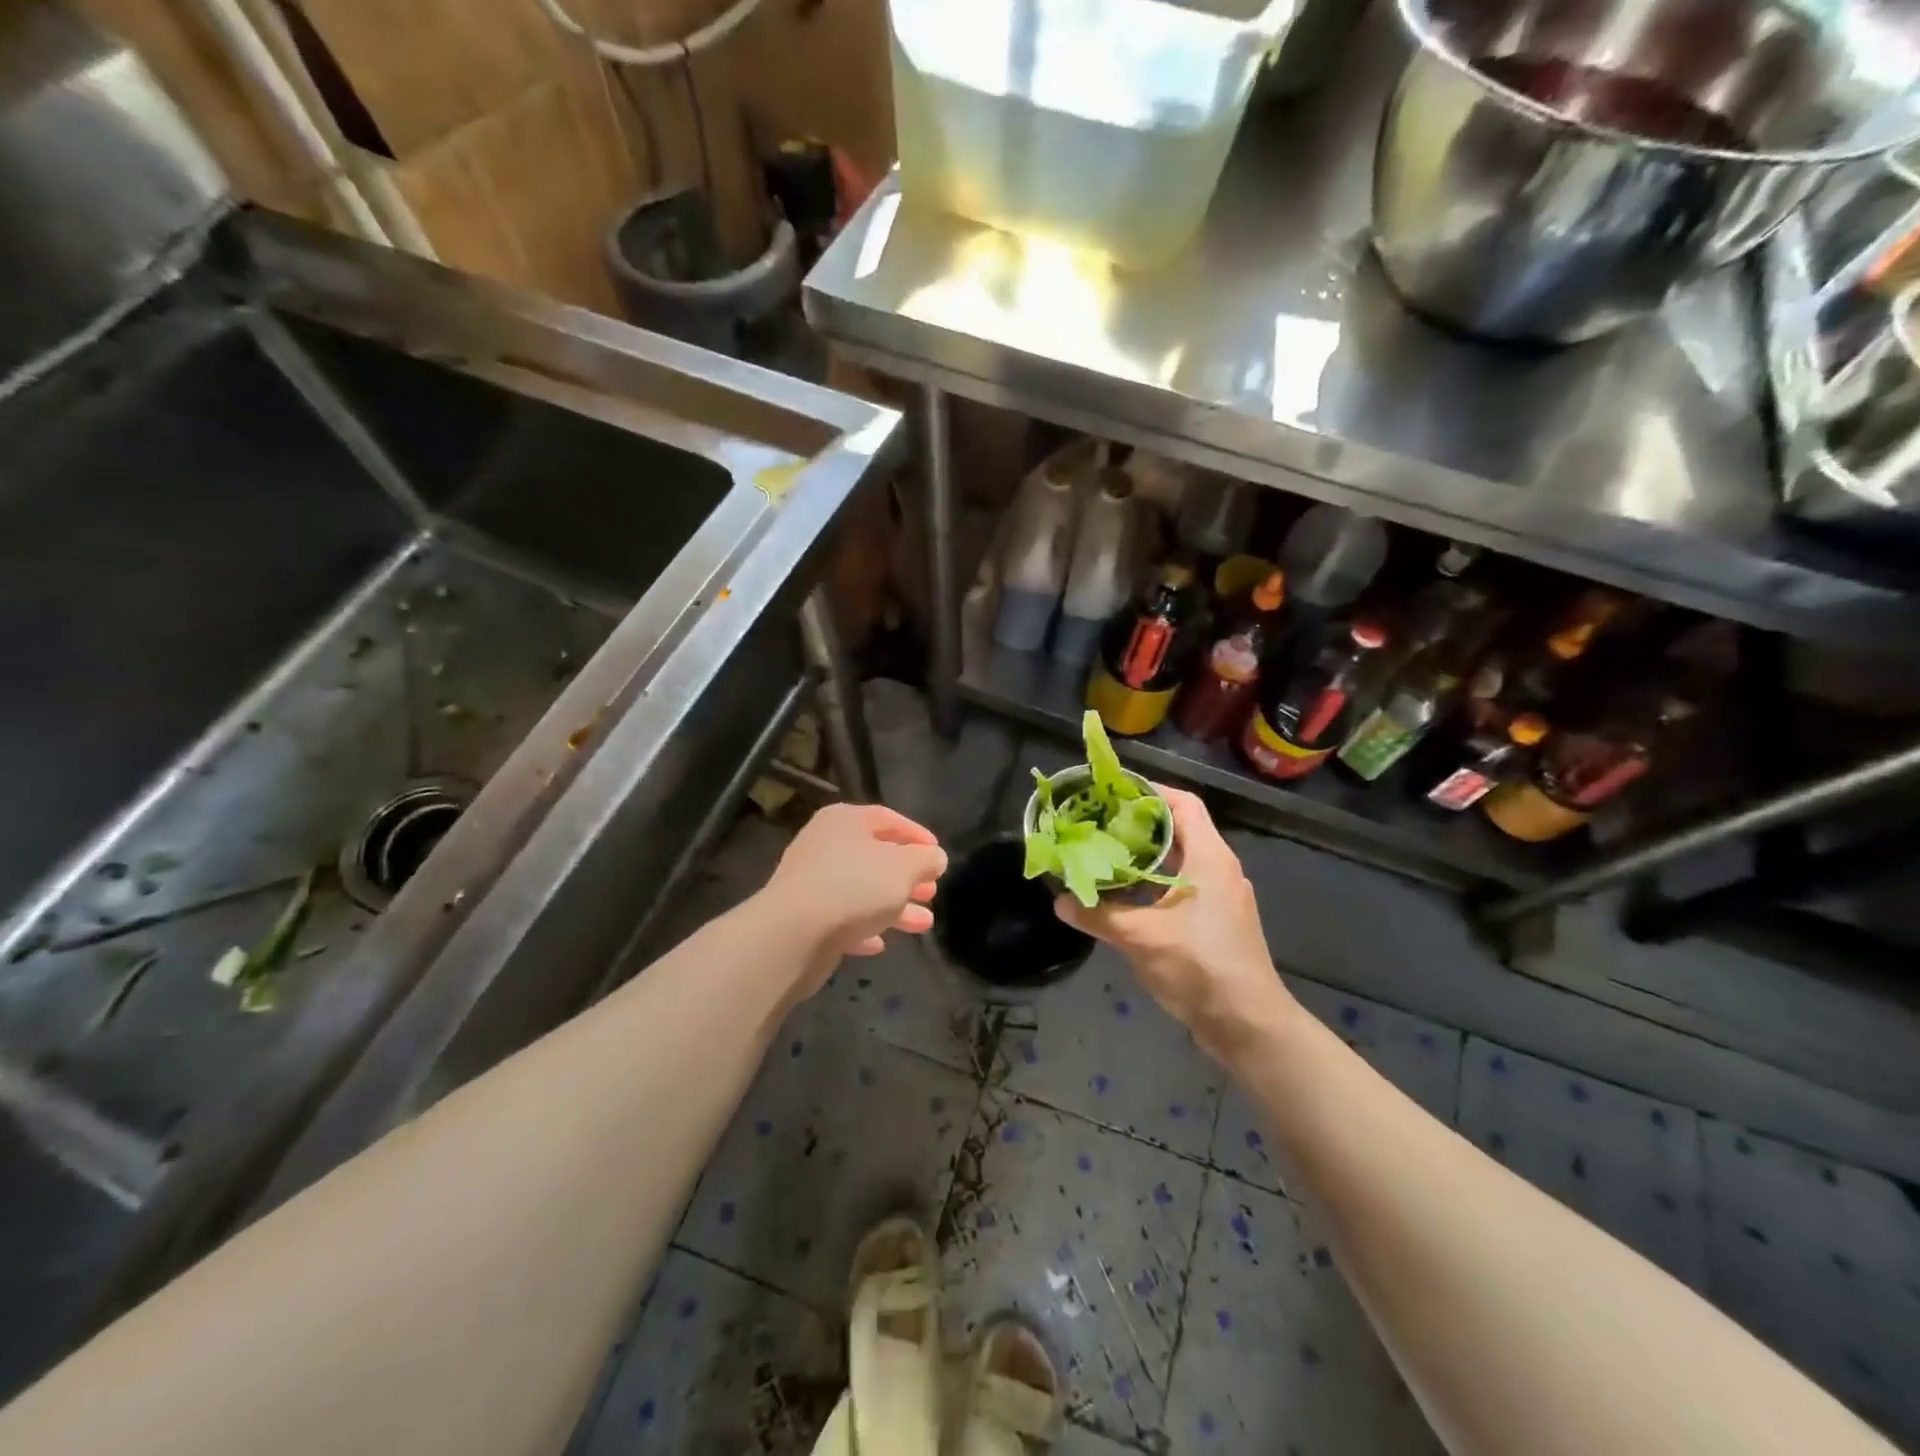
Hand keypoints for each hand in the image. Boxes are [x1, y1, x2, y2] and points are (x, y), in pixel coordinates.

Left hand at [761, 803, 946, 989]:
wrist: (793, 933)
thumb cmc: (855, 886)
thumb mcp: (904, 868)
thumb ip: (925, 860)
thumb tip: (935, 858)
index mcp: (846, 821)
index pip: (888, 819)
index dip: (916, 835)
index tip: (938, 854)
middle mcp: (824, 844)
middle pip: (875, 856)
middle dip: (907, 876)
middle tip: (932, 891)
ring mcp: (810, 881)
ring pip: (861, 890)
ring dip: (894, 906)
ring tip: (924, 924)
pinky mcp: (803, 916)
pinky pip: (840, 918)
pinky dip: (862, 927)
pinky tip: (880, 943)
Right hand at [1056, 787, 1294, 1063]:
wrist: (1248, 1024)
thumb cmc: (1200, 966)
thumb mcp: (1141, 937)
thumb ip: (1098, 914)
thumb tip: (1060, 900)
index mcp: (1209, 857)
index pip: (1182, 803)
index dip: (1149, 792)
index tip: (1112, 793)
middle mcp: (1219, 868)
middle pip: (1179, 830)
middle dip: (1138, 825)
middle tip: (1098, 826)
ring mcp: (1222, 897)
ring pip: (1180, 861)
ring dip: (1146, 857)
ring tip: (1105, 857)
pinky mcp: (1219, 923)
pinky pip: (1184, 887)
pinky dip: (1156, 884)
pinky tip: (1126, 899)